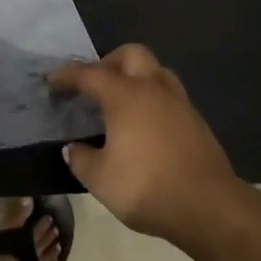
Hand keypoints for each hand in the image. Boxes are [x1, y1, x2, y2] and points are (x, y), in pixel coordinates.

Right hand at [51, 44, 249, 247]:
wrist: (209, 206)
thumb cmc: (148, 187)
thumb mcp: (101, 180)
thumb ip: (81, 160)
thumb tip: (72, 149)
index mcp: (126, 96)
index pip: (90, 74)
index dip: (68, 75)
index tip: (52, 81)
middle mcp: (153, 88)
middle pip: (131, 54)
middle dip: (109, 62)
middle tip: (95, 84)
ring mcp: (179, 102)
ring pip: (155, 71)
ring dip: (135, 77)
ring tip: (121, 102)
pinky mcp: (196, 120)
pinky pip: (169, 95)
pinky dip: (152, 99)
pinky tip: (145, 125)